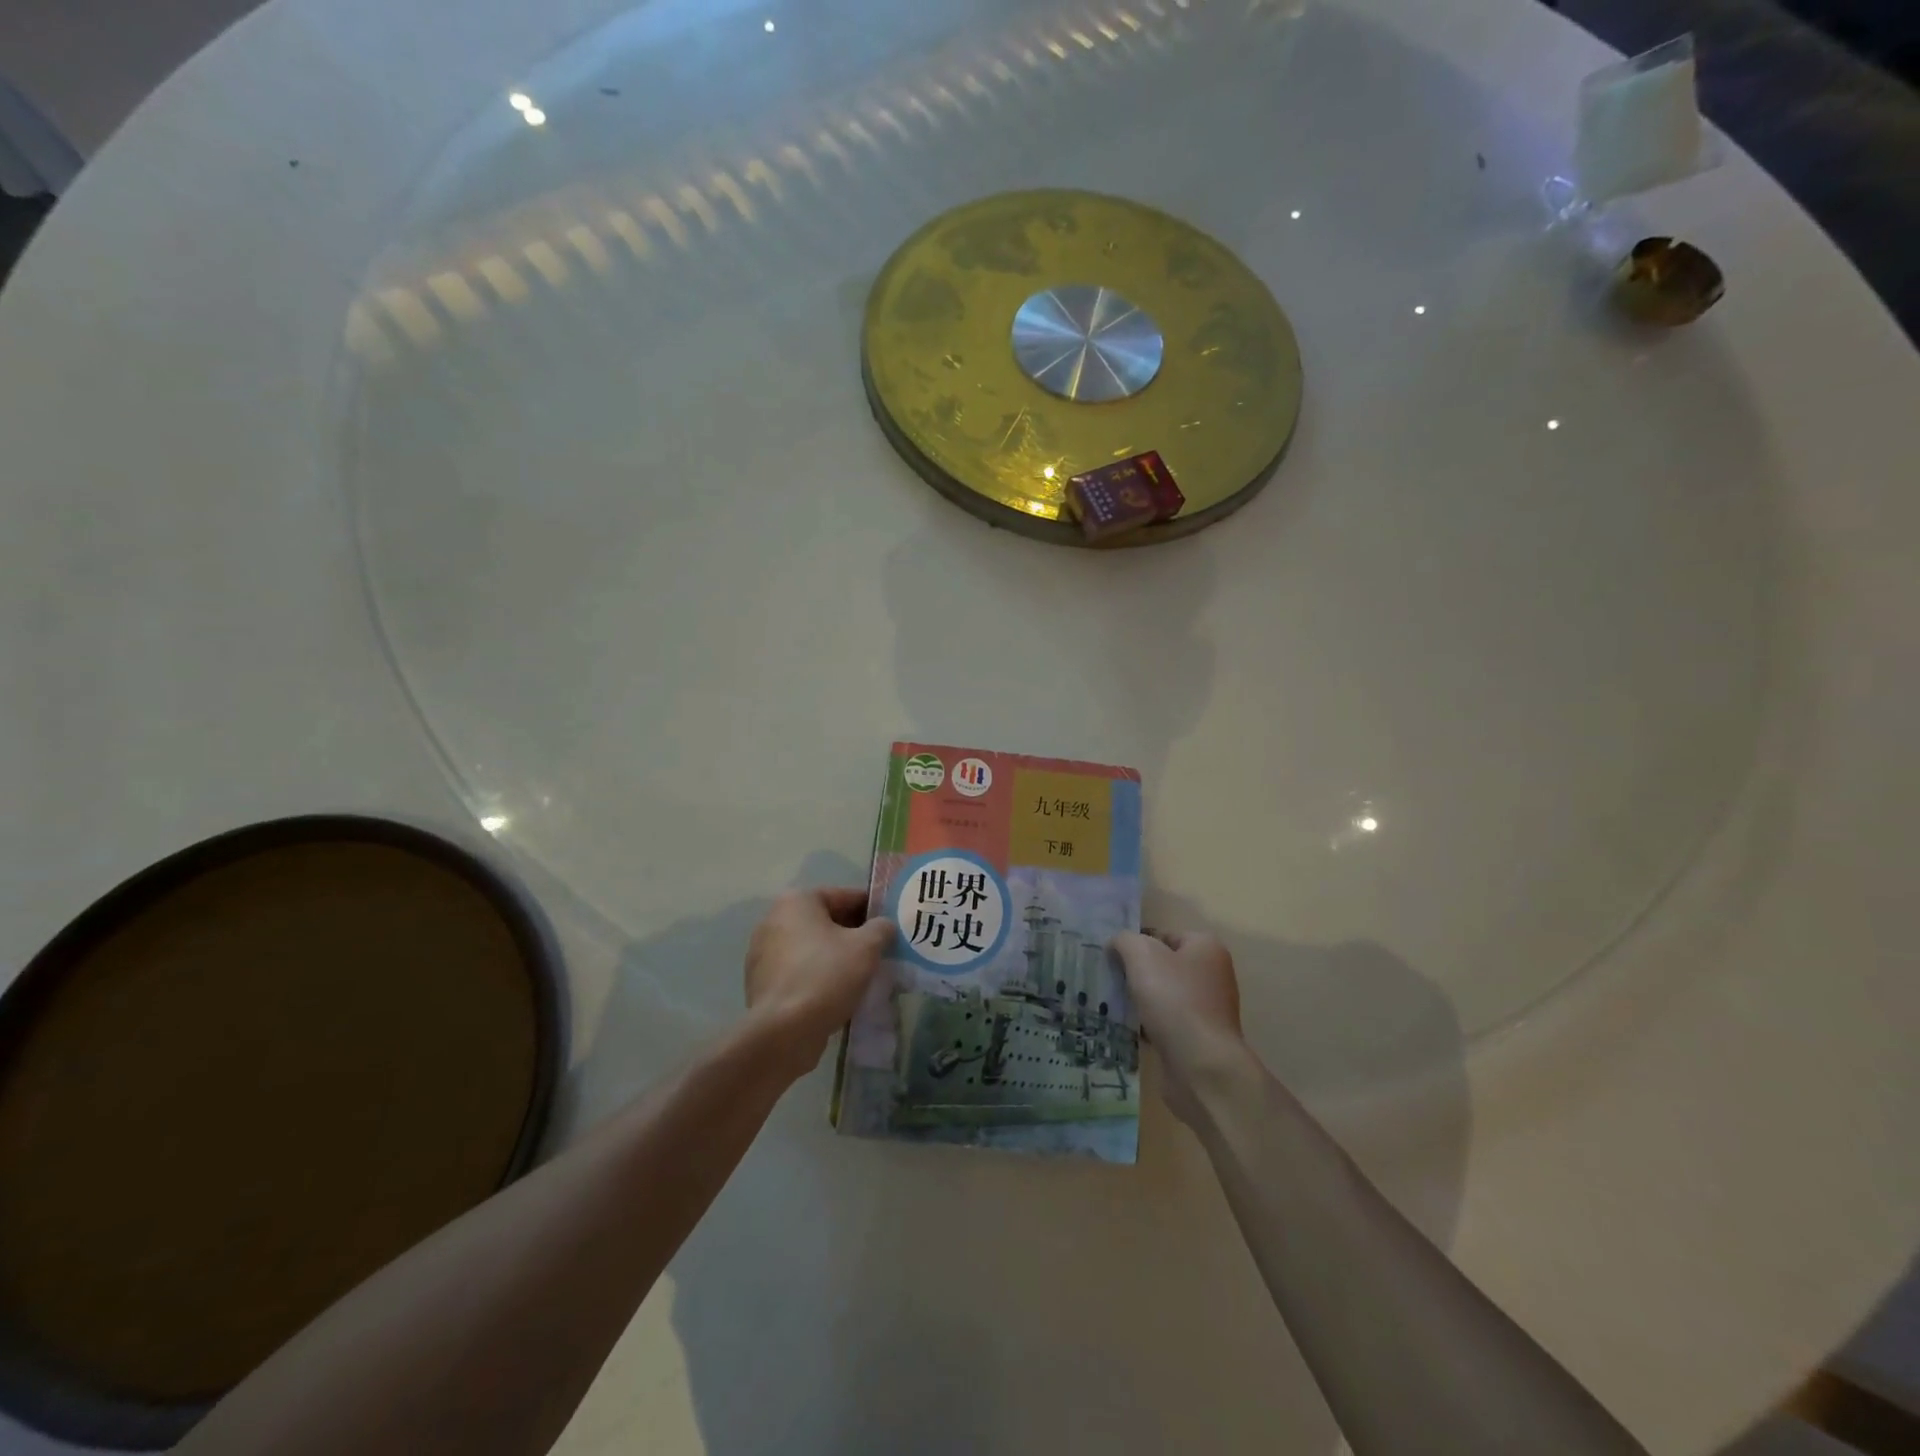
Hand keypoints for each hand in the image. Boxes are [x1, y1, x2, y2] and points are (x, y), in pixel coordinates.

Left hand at [744, 888, 893, 1078]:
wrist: (783, 1033)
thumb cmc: (826, 976)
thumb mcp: (866, 947)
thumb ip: (881, 928)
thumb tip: (884, 925)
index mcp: (797, 901)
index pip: (844, 896)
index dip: (873, 909)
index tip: (892, 925)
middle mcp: (774, 919)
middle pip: (826, 921)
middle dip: (854, 935)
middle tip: (881, 951)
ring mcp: (763, 953)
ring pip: (813, 948)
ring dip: (837, 957)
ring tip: (864, 975)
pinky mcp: (762, 983)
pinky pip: (800, 971)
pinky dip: (819, 976)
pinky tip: (840, 993)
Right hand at [1111, 930, 1244, 1125]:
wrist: (1201, 1065)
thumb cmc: (1174, 1000)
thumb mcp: (1142, 955)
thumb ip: (1125, 941)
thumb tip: (1117, 944)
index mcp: (1206, 948)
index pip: (1163, 935)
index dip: (1137, 944)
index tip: (1114, 958)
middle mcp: (1213, 974)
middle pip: (1165, 965)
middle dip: (1138, 973)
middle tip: (1112, 980)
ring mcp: (1210, 1008)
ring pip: (1165, 995)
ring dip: (1143, 1000)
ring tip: (1117, 1005)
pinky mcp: (1201, 1037)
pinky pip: (1169, 1021)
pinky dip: (1151, 1024)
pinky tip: (1133, 1029)